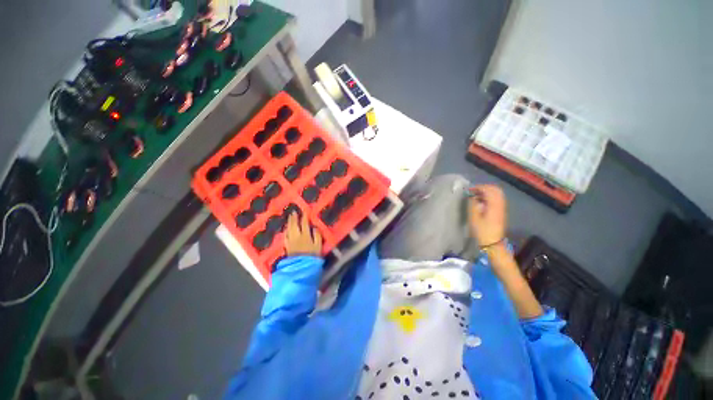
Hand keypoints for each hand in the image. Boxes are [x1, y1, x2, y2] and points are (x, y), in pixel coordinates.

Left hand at [284, 213, 321, 255]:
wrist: (301, 268)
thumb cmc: (312, 256)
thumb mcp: (318, 246)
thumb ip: (317, 236)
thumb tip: (315, 227)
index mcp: (305, 235)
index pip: (304, 224)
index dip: (304, 217)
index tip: (304, 212)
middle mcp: (296, 236)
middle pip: (294, 225)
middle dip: (294, 218)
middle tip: (293, 212)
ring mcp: (290, 241)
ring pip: (289, 229)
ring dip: (289, 223)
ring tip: (289, 218)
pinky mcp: (287, 247)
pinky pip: (285, 236)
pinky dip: (286, 231)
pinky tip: (286, 229)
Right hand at [468, 184, 506, 247]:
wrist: (493, 243)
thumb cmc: (482, 231)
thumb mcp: (474, 218)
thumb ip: (473, 205)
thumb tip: (472, 196)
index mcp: (494, 205)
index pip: (489, 190)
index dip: (479, 187)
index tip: (469, 190)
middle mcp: (500, 204)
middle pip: (495, 189)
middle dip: (484, 188)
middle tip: (473, 191)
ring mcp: (502, 208)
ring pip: (497, 194)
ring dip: (487, 192)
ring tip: (476, 195)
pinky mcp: (501, 211)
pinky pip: (497, 199)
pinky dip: (489, 197)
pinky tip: (481, 201)